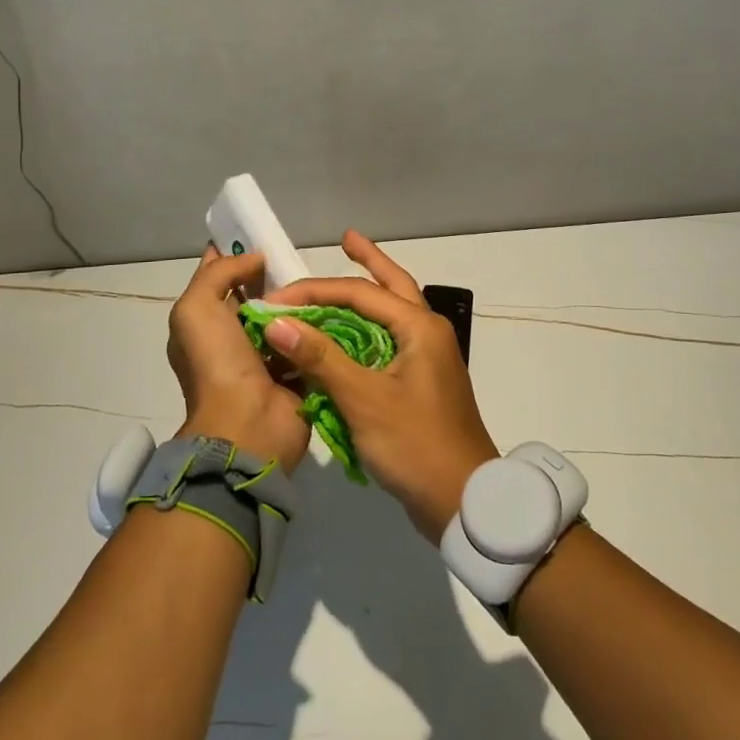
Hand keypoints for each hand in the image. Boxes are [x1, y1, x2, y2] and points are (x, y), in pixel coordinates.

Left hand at [167, 247, 310, 473]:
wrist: (248, 426)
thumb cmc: (217, 364)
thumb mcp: (196, 309)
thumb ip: (220, 274)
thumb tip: (255, 259)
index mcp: (204, 325)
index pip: (218, 279)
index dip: (234, 254)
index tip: (261, 234)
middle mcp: (232, 339)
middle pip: (256, 295)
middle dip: (274, 276)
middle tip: (300, 256)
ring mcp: (266, 357)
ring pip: (285, 316)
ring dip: (301, 300)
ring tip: (323, 278)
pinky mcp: (296, 371)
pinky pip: (309, 340)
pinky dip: (319, 326)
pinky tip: (337, 306)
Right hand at [262, 231, 498, 539]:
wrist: (464, 501)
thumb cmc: (415, 444)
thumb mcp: (364, 399)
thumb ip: (321, 357)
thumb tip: (277, 322)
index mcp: (419, 327)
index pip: (360, 293)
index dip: (314, 292)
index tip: (275, 299)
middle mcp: (427, 333)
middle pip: (393, 285)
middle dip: (370, 260)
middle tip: (346, 238)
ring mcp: (427, 358)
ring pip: (392, 313)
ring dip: (368, 294)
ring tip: (346, 273)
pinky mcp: (420, 382)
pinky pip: (388, 341)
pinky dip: (366, 330)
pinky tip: (348, 334)